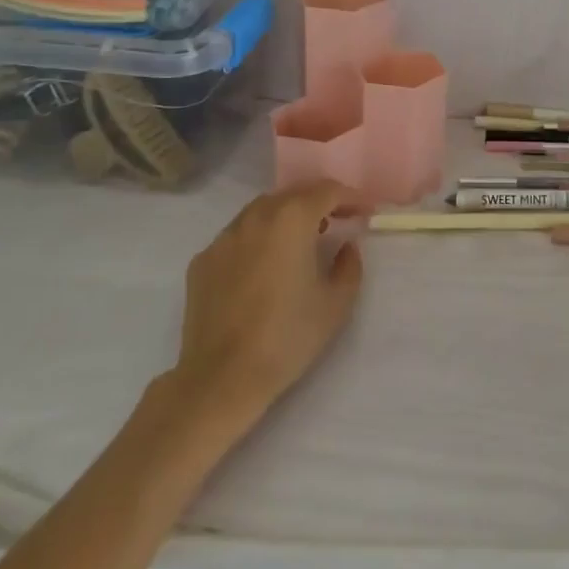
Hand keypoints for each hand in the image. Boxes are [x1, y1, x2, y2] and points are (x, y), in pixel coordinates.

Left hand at [166, 181, 364, 433]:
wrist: (221, 378)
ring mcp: (224, 237)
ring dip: (286, 216)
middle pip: (293, 193)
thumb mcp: (336, 303)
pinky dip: (258, 239)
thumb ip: (349, 264)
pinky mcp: (203, 260)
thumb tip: (345, 246)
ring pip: (262, 211)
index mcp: (292, 219)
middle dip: (319, 202)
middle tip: (338, 221)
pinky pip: (238, 236)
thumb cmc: (287, 337)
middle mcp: (255, 217)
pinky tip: (264, 266)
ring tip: (301, 241)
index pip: (328, 190)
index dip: (352, 197)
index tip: (366, 212)